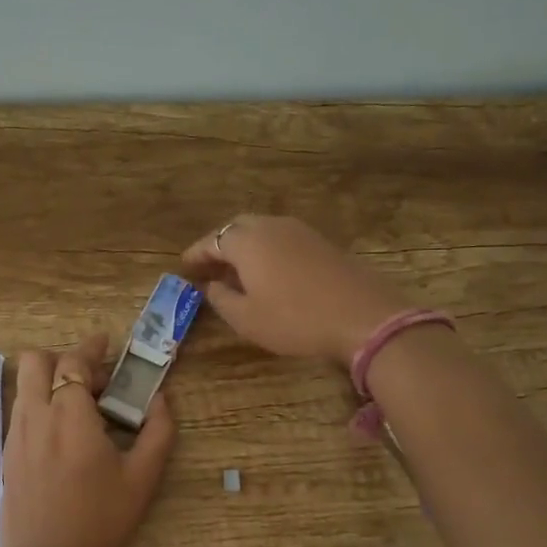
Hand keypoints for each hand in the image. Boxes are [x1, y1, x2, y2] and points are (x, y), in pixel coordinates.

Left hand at [0, 334, 175, 546]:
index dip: (91, 347)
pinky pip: (20, 413)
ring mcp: (15, 436)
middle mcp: (35, 416)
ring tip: (80, 408)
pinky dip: (39, 405)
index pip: (73, 361)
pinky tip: (62, 437)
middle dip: (63, 357)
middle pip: (35, 361)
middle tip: (93, 380)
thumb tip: (161, 400)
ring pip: (24, 386)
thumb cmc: (101, 522)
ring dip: (50, 381)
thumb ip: (158, 431)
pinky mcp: (6, 457)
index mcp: (70, 415)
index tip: (107, 343)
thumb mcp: (143, 478)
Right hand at [181, 215, 413, 365]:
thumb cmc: (295, 320)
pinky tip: (268, 272)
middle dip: (219, 244)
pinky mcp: (321, 242)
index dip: (196, 254)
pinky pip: (282, 238)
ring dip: (244, 246)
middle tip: (209, 266)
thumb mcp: (247, 319)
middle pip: (236, 228)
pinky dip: (266, 250)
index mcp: (247, 242)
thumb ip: (222, 299)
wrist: (363, 316)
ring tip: (236, 270)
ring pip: (262, 230)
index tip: (183, 265)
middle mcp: (270, 226)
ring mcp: (299, 231)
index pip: (212, 240)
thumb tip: (213, 285)